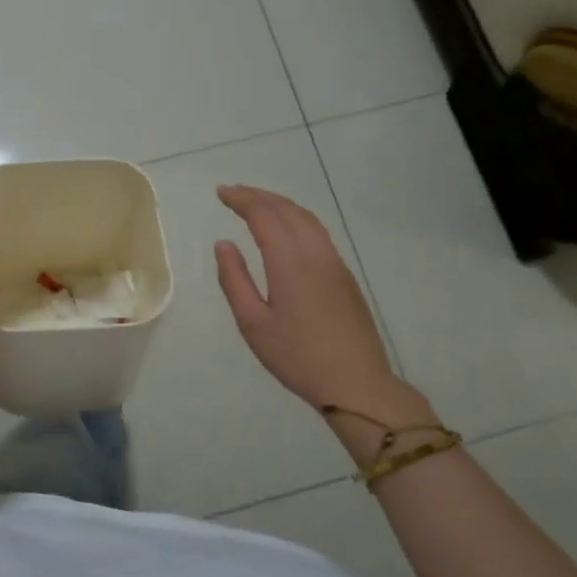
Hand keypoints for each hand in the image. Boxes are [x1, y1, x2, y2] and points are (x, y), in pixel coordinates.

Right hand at [214, 185, 435, 427]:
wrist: (356, 383)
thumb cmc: (297, 357)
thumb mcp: (253, 323)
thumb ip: (234, 279)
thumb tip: (224, 244)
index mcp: (290, 262)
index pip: (263, 215)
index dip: (241, 199)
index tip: (221, 193)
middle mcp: (315, 253)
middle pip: (287, 209)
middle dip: (258, 196)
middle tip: (233, 193)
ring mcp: (335, 262)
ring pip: (307, 218)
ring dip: (279, 204)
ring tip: (257, 204)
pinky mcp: (345, 275)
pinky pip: (318, 232)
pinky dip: (296, 218)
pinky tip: (286, 229)